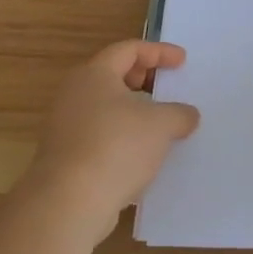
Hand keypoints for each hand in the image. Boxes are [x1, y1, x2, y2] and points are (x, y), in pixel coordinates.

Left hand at [25, 41, 200, 234]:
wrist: (68, 204)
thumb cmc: (116, 147)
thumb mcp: (161, 124)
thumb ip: (180, 114)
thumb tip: (188, 116)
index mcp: (94, 74)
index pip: (129, 49)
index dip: (159, 52)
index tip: (182, 62)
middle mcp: (74, 94)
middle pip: (113, 75)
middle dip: (144, 79)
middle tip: (166, 89)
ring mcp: (65, 127)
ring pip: (105, 108)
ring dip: (133, 112)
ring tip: (159, 125)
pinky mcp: (65, 157)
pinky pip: (99, 136)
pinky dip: (122, 137)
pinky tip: (142, 156)